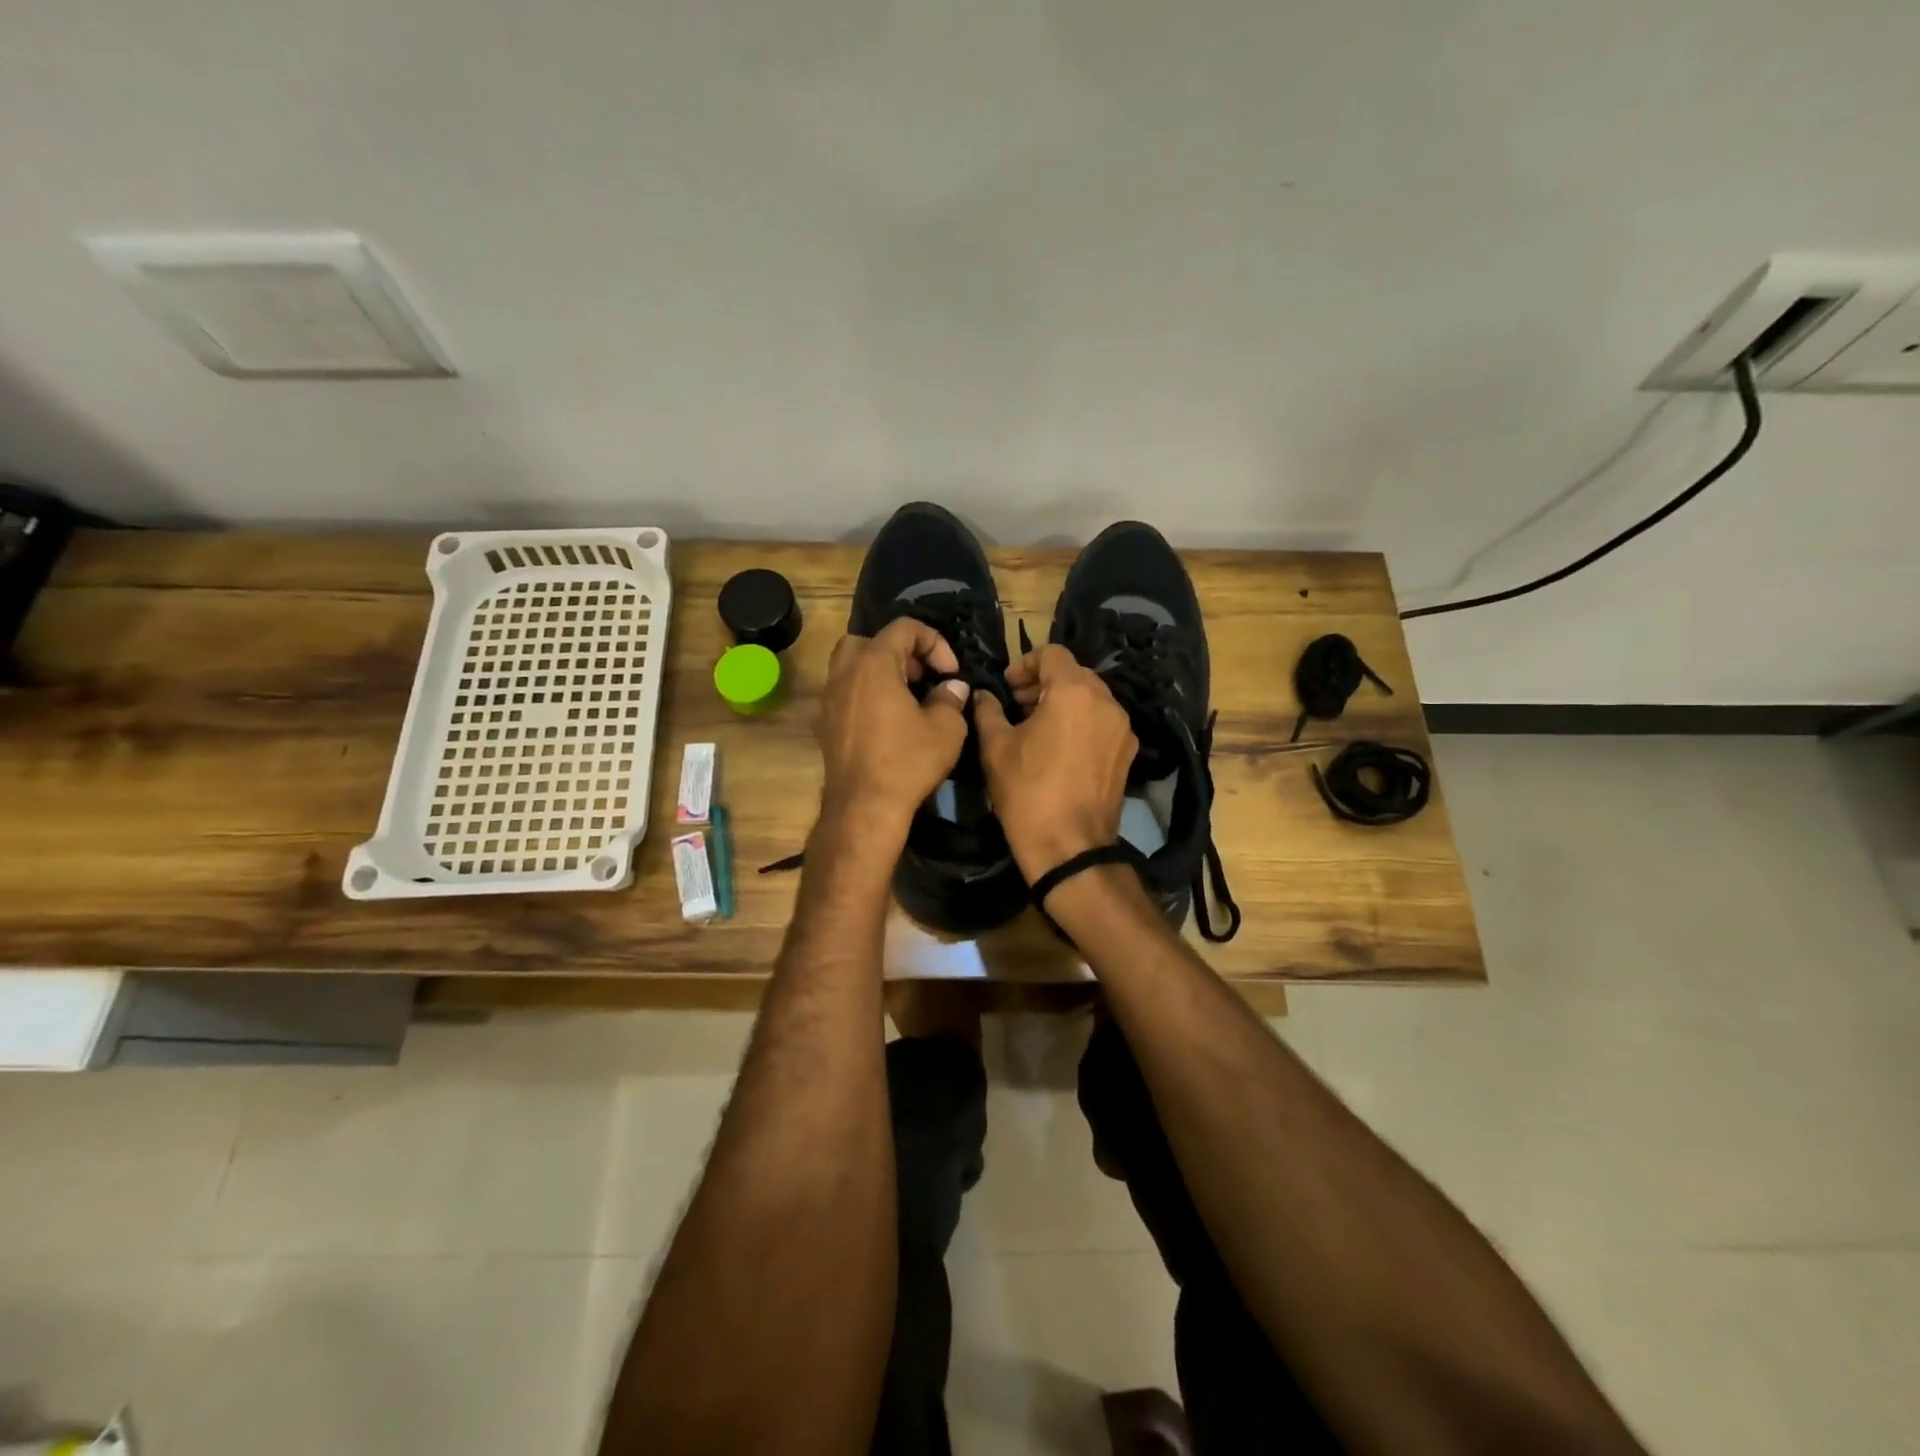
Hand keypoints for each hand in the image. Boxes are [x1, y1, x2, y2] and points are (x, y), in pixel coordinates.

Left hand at [817, 617, 970, 835]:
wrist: (864, 807)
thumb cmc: (907, 762)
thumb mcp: (945, 729)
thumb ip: (951, 699)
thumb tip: (953, 687)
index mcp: (874, 664)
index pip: (904, 628)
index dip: (934, 642)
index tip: (950, 672)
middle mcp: (845, 673)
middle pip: (870, 641)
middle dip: (901, 652)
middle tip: (923, 676)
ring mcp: (830, 698)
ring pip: (852, 665)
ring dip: (881, 671)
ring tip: (907, 695)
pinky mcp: (826, 723)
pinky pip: (846, 692)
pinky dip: (867, 693)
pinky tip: (889, 719)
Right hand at [974, 644, 1137, 881]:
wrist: (1070, 847)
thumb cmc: (1027, 791)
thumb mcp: (996, 747)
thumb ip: (988, 710)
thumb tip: (983, 695)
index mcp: (1074, 691)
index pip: (1052, 653)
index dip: (1025, 663)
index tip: (1007, 686)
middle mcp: (1106, 701)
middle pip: (1074, 674)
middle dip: (1044, 683)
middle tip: (1017, 705)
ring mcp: (1122, 728)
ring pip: (1091, 698)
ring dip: (1063, 702)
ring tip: (1037, 727)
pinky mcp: (1128, 753)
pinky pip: (1103, 723)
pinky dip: (1081, 723)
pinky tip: (1060, 748)